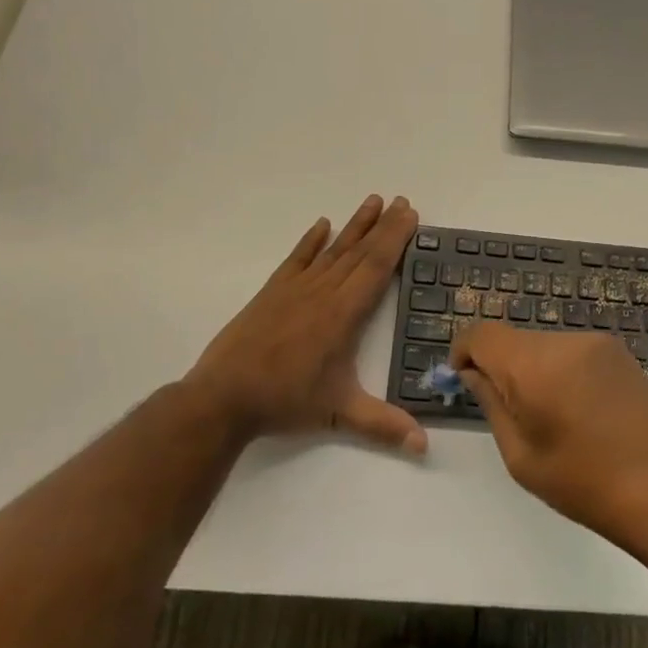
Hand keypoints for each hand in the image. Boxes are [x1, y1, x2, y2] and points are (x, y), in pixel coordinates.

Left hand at [184, 195, 425, 454]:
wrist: (223, 397)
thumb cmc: (285, 401)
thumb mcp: (339, 414)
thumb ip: (383, 426)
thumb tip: (424, 446)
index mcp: (343, 314)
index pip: (376, 267)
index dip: (395, 239)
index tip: (410, 215)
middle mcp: (323, 292)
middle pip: (360, 251)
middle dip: (384, 225)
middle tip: (402, 201)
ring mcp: (296, 289)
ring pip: (333, 250)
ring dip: (355, 225)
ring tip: (373, 201)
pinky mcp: (272, 292)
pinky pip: (297, 258)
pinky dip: (311, 241)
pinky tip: (322, 225)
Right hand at [452, 323, 647, 545]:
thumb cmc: (584, 483)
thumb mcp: (520, 455)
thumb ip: (491, 404)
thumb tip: (473, 373)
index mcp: (534, 364)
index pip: (482, 334)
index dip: (464, 352)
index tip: (463, 381)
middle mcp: (565, 341)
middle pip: (515, 340)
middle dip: (501, 367)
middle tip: (510, 413)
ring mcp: (597, 343)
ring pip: (545, 346)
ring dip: (535, 370)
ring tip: (552, 418)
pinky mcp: (620, 353)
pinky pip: (574, 353)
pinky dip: (563, 372)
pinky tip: (581, 412)